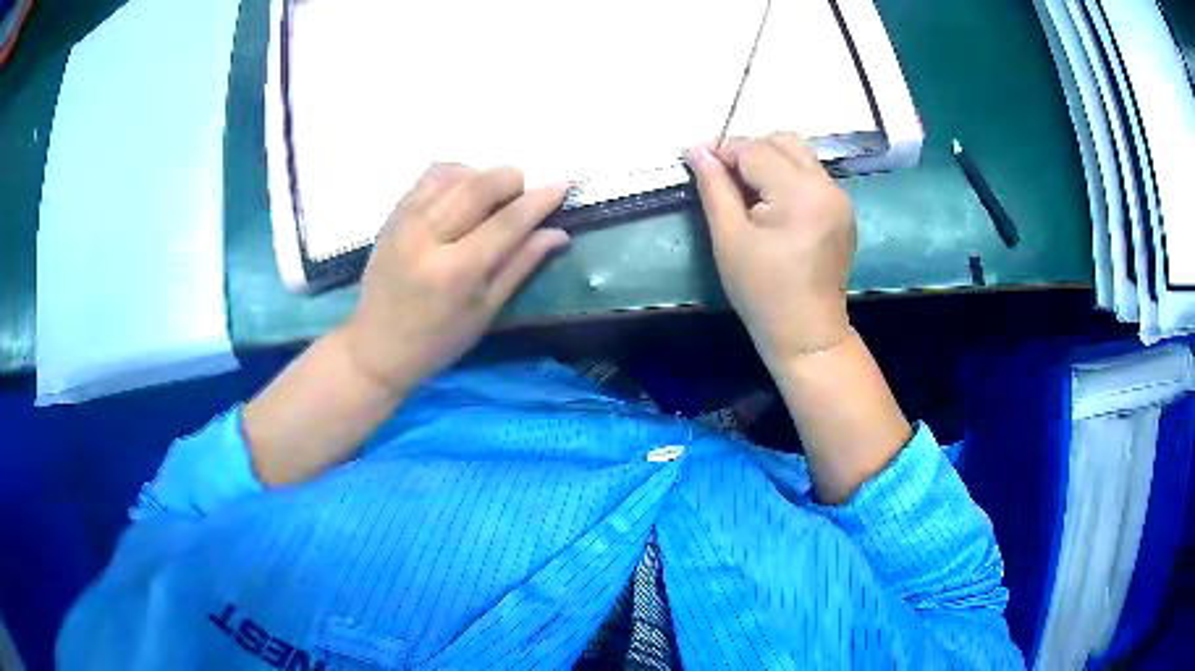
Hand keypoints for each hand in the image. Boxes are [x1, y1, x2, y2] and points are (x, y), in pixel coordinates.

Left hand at [342, 163, 569, 392]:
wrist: (376, 347)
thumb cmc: (437, 341)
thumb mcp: (486, 311)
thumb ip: (521, 265)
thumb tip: (558, 232)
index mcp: (456, 272)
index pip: (507, 222)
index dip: (540, 201)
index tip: (564, 186)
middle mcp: (427, 237)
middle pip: (480, 184)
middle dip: (512, 181)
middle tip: (522, 198)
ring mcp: (405, 221)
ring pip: (455, 172)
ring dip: (482, 177)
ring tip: (490, 201)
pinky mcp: (392, 215)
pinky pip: (430, 177)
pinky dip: (456, 177)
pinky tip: (462, 197)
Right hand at [687, 133, 855, 363]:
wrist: (807, 333)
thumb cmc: (763, 292)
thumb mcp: (729, 238)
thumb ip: (714, 187)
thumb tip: (696, 149)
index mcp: (801, 194)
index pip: (756, 150)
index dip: (723, 150)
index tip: (697, 159)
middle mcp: (827, 186)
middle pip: (783, 141)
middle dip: (748, 150)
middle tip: (723, 177)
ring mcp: (840, 197)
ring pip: (799, 155)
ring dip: (768, 161)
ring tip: (746, 190)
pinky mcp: (842, 209)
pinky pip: (810, 175)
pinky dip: (786, 176)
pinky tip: (770, 203)